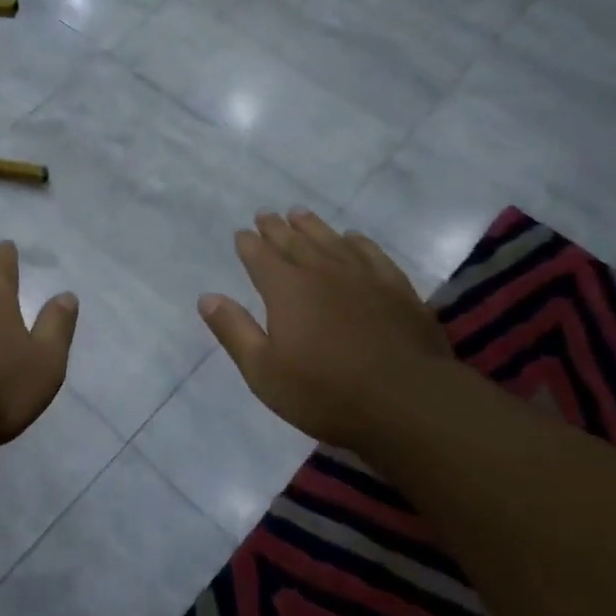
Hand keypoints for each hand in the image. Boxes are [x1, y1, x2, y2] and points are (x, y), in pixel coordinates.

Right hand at [199, 209, 451, 450]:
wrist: (407, 401)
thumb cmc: (325, 392)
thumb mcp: (264, 371)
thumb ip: (235, 330)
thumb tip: (207, 297)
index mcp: (286, 289)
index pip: (260, 257)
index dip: (249, 244)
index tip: (242, 233)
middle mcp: (322, 272)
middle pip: (294, 242)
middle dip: (276, 228)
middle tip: (265, 215)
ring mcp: (363, 277)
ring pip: (331, 240)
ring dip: (312, 226)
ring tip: (300, 214)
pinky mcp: (397, 289)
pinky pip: (372, 253)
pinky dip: (358, 242)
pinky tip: (353, 238)